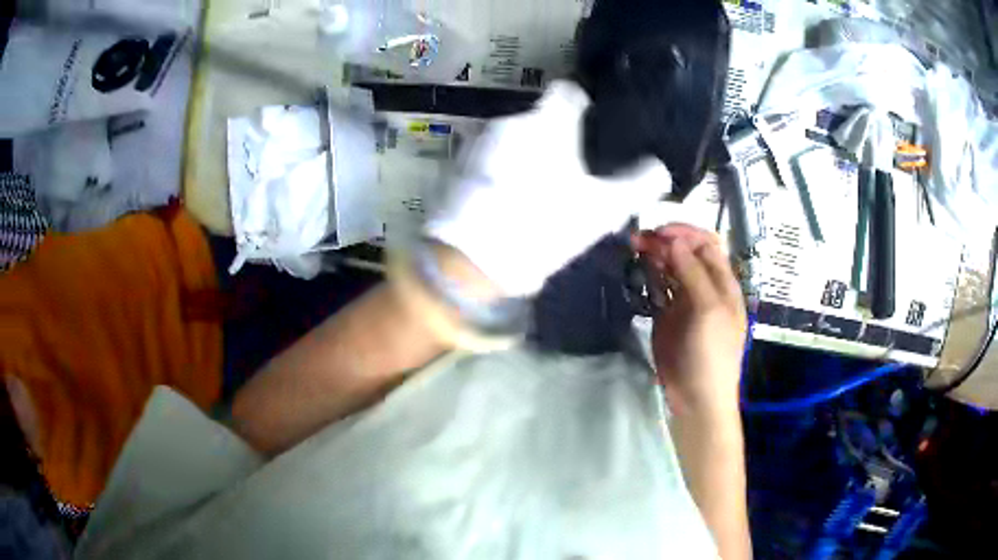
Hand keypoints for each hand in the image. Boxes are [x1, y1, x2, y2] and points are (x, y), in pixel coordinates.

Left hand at [426, 80, 670, 296]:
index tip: (592, 124)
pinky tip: (509, 200)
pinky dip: (503, 169)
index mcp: (547, 121)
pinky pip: (491, 157)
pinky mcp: (460, 165)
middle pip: (542, 119)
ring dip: (529, 155)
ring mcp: (480, 141)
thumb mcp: (603, 210)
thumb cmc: (546, 225)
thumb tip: (661, 169)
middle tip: (572, 172)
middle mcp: (511, 120)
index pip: (568, 91)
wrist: (474, 260)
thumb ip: (639, 184)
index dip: (583, 103)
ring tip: (539, 191)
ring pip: (515, 139)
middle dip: (557, 139)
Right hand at [635, 224, 746, 414]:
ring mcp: (685, 301)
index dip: (684, 233)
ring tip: (633, 249)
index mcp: (723, 283)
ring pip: (671, 268)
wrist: (696, 397)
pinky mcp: (667, 316)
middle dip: (665, 241)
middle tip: (637, 239)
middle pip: (687, 253)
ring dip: (655, 256)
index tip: (658, 232)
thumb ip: (693, 272)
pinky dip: (649, 276)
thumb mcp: (708, 310)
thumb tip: (675, 239)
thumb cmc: (711, 353)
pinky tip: (636, 271)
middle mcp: (705, 286)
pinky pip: (659, 288)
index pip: (706, 244)